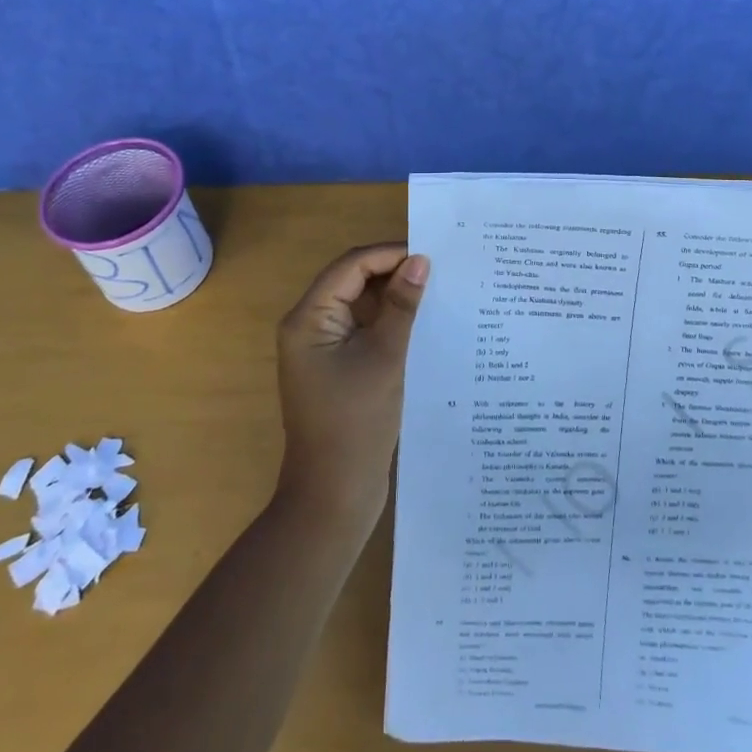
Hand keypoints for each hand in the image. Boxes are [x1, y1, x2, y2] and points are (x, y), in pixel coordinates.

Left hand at [273, 244, 429, 532]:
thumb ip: (402, 306)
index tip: (433, 255)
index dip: (390, 255)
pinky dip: (392, 324)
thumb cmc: (355, 423)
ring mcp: (324, 349)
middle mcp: (311, 326)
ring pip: (363, 306)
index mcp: (309, 318)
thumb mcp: (384, 358)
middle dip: (395, 274)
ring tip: (439, 293)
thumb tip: (420, 261)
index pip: (351, 266)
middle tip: (442, 272)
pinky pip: (366, 331)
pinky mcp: (339, 368)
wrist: (334, 496)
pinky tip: (425, 325)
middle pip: (354, 282)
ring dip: (396, 299)